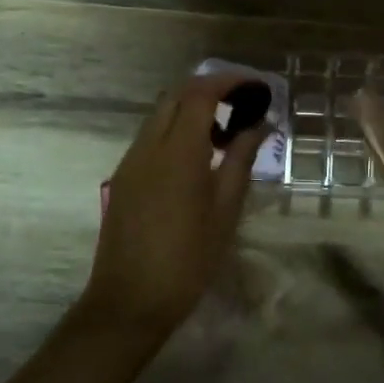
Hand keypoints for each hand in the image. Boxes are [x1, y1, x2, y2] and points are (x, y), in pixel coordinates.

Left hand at [84, 73, 268, 333]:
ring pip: (160, 114)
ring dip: (191, 109)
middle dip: (210, 89)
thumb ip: (241, 159)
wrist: (130, 301)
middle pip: (176, 94)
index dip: (229, 81)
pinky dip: (175, 130)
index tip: (256, 87)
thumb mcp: (225, 210)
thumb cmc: (189, 260)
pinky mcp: (123, 177)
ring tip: (225, 133)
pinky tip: (197, 158)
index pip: (200, 93)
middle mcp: (149, 146)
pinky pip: (150, 137)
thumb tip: (260, 124)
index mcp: (178, 151)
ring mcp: (130, 161)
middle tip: (242, 105)